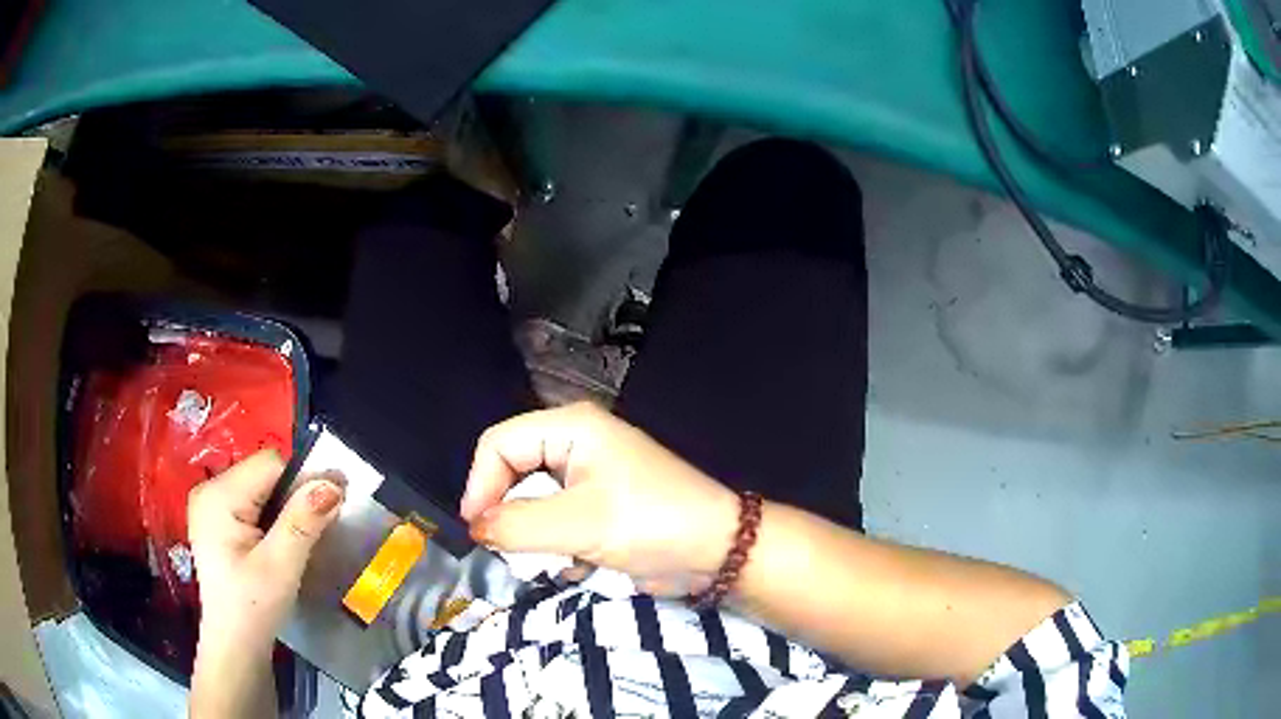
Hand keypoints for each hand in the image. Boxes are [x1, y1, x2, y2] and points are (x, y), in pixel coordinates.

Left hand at [188, 449, 344, 657]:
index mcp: (218, 495)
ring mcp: (210, 505)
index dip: (303, 482)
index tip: (330, 511)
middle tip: (316, 533)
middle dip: (294, 498)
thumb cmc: (254, 608)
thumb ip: (303, 521)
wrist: (235, 646)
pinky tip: (279, 544)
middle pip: (264, 474)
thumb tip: (334, 483)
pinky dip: (273, 517)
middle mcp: (209, 489)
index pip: (270, 465)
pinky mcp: (217, 520)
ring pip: (261, 487)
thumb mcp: (281, 566)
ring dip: (285, 509)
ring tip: (297, 543)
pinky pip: (252, 502)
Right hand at [461, 402, 738, 596]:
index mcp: (570, 428)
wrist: (715, 552)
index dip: (481, 484)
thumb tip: (476, 527)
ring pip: (531, 505)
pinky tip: (578, 565)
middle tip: (511, 551)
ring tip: (552, 560)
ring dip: (534, 538)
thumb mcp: (579, 524)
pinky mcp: (597, 511)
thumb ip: (517, 525)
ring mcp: (587, 480)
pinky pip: (554, 525)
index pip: (499, 444)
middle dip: (509, 515)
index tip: (478, 529)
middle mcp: (574, 446)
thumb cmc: (650, 523)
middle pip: (513, 474)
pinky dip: (557, 547)